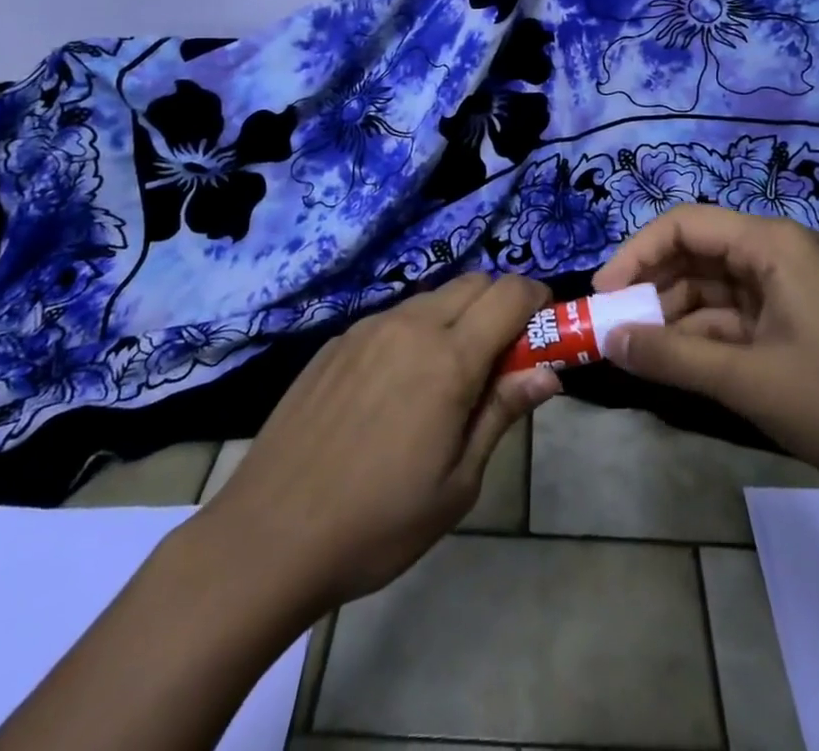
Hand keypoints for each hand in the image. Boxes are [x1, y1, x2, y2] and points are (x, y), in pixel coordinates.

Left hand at [199, 273, 560, 612]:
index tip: (546, 327)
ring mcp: (367, 328)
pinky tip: (397, 385)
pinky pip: (392, 317)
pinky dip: (416, 331)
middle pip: (474, 282)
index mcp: (449, 358)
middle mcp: (410, 325)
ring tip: (449, 375)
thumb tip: (548, 372)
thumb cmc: (378, 523)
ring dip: (458, 316)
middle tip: (503, 356)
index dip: (538, 299)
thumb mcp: (457, 483)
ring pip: (432, 297)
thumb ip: (502, 413)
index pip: (510, 294)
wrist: (269, 535)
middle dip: (501, 303)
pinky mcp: (336, 342)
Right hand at [593, 203, 818, 495]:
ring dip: (673, 316)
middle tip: (612, 326)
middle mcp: (777, 251)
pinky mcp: (792, 317)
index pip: (685, 224)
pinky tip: (674, 363)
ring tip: (635, 351)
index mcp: (772, 243)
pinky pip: (732, 315)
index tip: (602, 295)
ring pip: (711, 286)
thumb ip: (671, 357)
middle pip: (696, 252)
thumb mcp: (747, 380)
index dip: (636, 253)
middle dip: (652, 286)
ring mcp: (787, 285)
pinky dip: (702, 336)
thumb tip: (608, 341)